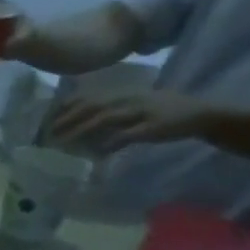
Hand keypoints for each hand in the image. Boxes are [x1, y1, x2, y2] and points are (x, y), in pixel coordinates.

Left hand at [47, 89, 210, 152]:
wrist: (202, 114)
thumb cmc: (163, 112)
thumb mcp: (134, 107)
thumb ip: (110, 114)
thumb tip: (82, 127)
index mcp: (123, 94)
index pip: (88, 97)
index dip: (66, 107)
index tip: (47, 119)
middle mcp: (128, 99)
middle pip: (91, 107)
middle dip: (67, 119)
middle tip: (47, 133)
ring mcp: (140, 112)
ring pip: (104, 119)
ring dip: (81, 130)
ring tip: (63, 143)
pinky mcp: (152, 127)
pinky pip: (126, 135)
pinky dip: (108, 144)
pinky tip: (95, 154)